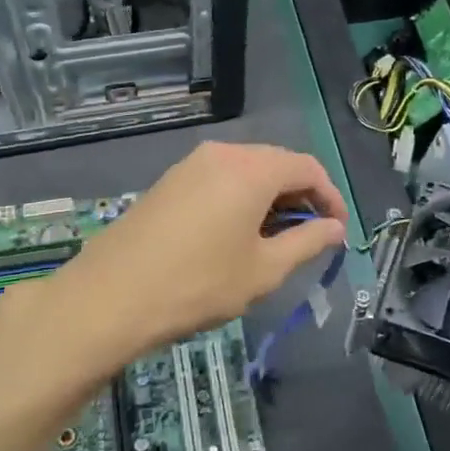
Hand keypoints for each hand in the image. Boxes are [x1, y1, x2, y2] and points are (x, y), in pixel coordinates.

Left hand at [47, 141, 347, 366]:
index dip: (331, 197)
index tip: (338, 231)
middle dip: (301, 197)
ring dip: (271, 198)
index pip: (308, 168)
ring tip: (277, 239)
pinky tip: (238, 233)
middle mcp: (222, 154)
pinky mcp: (170, 181)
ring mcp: (191, 164)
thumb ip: (307, 242)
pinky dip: (241, 198)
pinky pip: (220, 179)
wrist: (111, 296)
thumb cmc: (199, 284)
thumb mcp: (264, 270)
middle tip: (311, 236)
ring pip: (247, 171)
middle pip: (277, 164)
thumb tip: (334, 229)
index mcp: (252, 168)